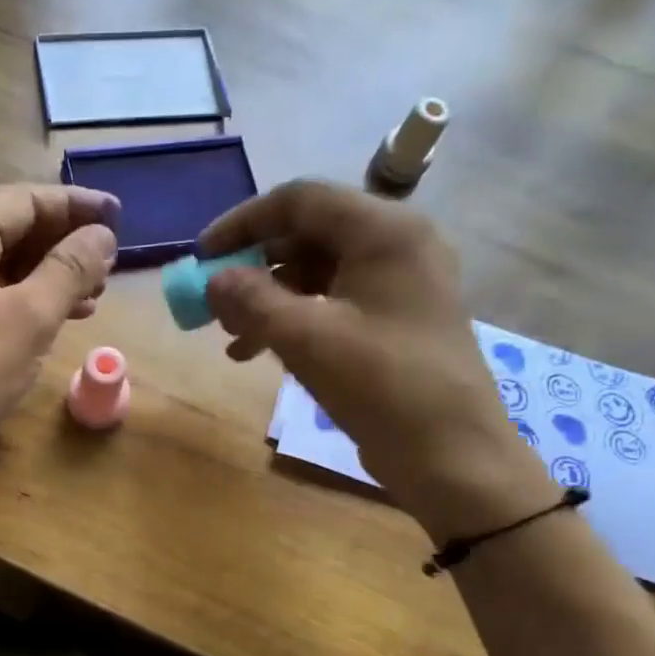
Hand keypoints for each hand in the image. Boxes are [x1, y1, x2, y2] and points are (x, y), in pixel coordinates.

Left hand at [0, 183, 118, 510]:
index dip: (72, 204)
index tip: (118, 215)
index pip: (20, 202)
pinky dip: (34, 309)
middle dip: (64, 243)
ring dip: (53, 278)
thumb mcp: (29, 316)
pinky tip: (65, 323)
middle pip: (12, 234)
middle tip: (111, 260)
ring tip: (98, 292)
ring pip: (7, 275)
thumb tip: (102, 235)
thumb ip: (69, 269)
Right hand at [201, 180, 551, 539]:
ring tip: (231, 335)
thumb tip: (213, 279)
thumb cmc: (382, 386)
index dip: (243, 222)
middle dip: (253, 266)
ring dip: (268, 298)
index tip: (202, 256)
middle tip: (215, 300)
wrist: (452, 455)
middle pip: (308, 234)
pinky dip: (293, 320)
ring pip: (316, 272)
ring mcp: (398, 285)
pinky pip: (332, 303)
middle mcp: (396, 245)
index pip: (300, 200)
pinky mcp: (393, 321)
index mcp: (384, 231)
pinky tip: (258, 352)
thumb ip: (251, 300)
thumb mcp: (306, 338)